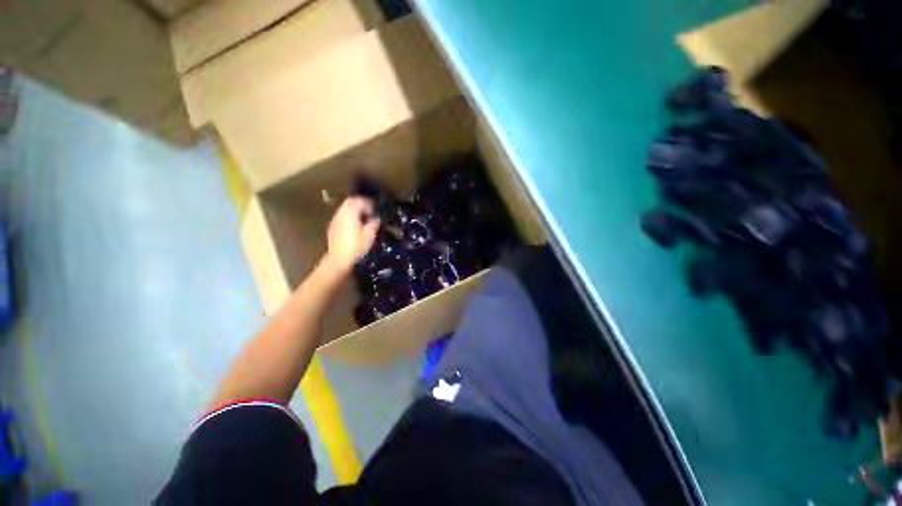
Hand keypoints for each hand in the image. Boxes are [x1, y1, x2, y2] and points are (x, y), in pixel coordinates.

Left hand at [323, 197, 380, 274]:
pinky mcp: (333, 227)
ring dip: (355, 210)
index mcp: (350, 213)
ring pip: (345, 208)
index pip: (359, 201)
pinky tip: (355, 226)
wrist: (338, 259)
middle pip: (350, 202)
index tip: (376, 210)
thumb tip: (377, 218)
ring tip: (364, 219)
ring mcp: (335, 220)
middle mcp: (341, 213)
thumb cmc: (356, 247)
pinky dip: (349, 216)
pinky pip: (342, 216)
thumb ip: (374, 223)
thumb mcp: (369, 235)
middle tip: (370, 211)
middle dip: (361, 204)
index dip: (369, 203)